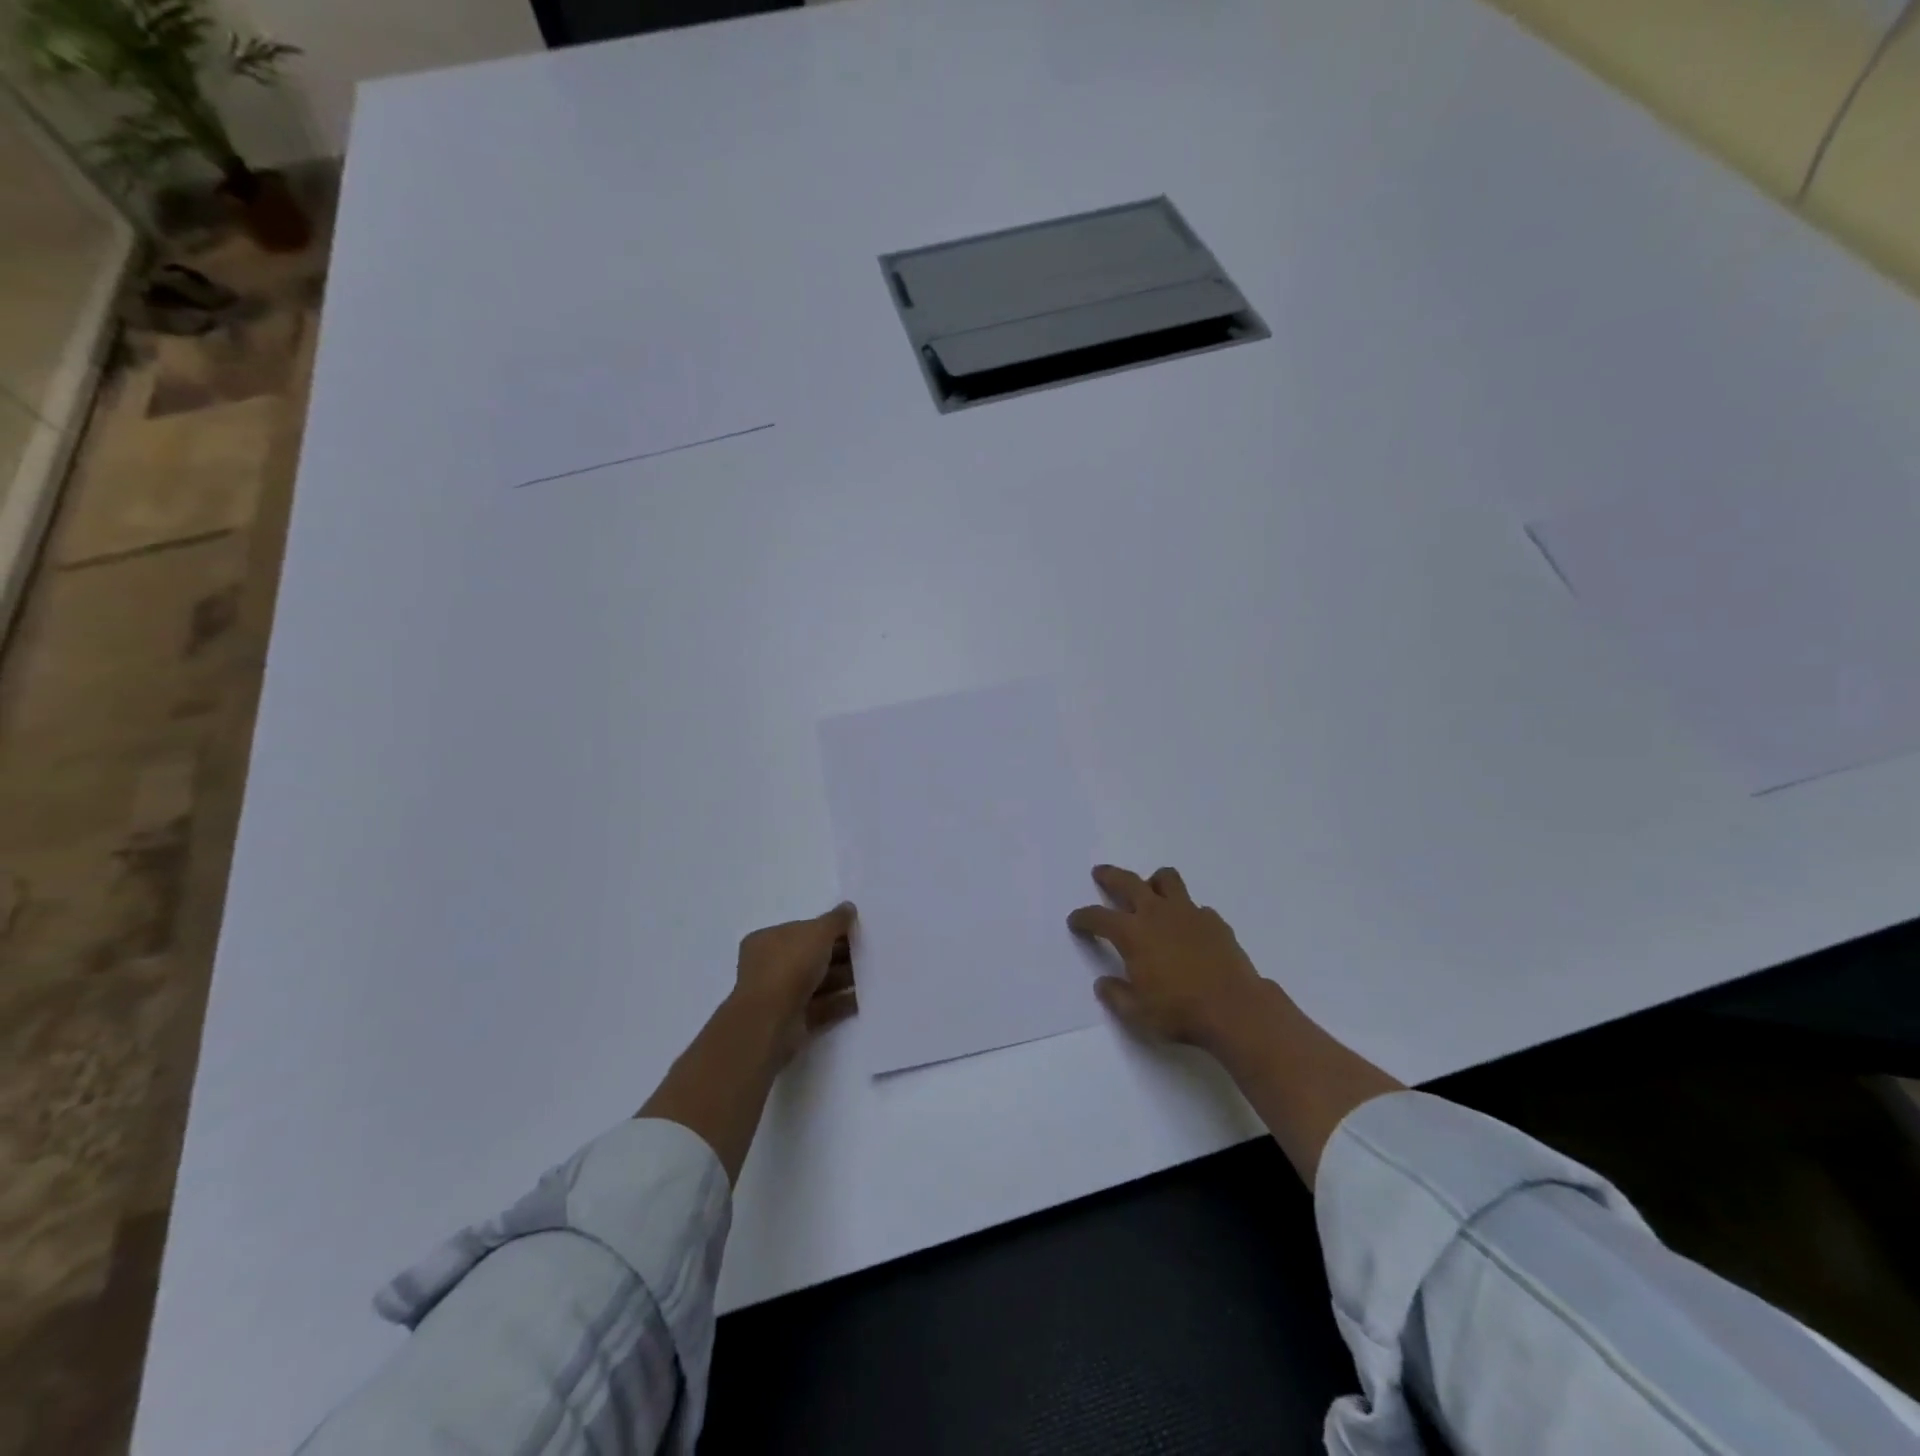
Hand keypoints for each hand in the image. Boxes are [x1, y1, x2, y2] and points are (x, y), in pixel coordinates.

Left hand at [733, 901, 859, 1061]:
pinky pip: (822, 1006)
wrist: (771, 1022)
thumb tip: (849, 907)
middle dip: (839, 954)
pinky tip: (863, 999)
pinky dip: (840, 1002)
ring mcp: (780, 995)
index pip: (802, 930)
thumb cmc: (790, 966)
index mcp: (767, 940)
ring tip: (871, 975)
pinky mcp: (793, 1019)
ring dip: (843, 978)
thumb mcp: (818, 933)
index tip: (854, 931)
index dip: (828, 929)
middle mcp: (769, 966)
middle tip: (868, 952)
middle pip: (811, 956)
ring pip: (817, 982)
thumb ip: (836, 920)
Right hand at [1068, 865, 1264, 1049]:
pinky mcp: (1214, 921)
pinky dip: (1185, 911)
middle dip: (1110, 876)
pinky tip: (1187, 929)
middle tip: (1100, 873)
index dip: (1083, 917)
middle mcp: (1157, 914)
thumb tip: (1104, 983)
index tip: (1075, 921)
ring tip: (1149, 890)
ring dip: (1153, 881)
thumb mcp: (1137, 1013)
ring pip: (1166, 879)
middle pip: (1128, 882)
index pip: (1098, 917)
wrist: (1235, 1009)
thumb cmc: (1180, 1011)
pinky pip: (1194, 905)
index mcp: (1132, 933)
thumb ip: (1116, 995)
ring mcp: (1188, 913)